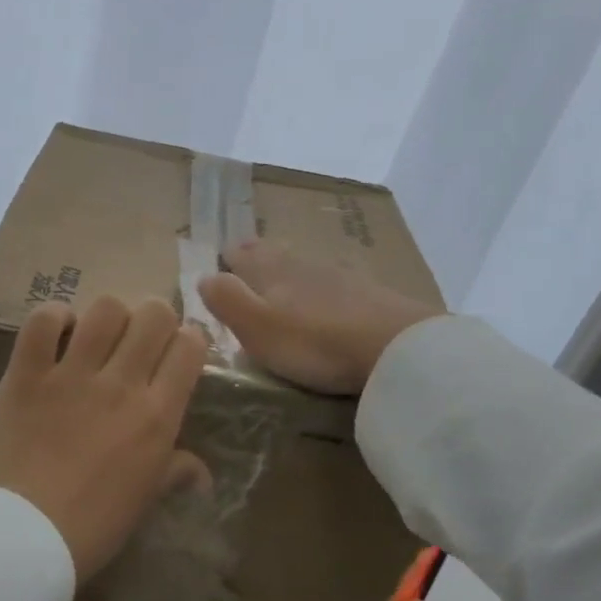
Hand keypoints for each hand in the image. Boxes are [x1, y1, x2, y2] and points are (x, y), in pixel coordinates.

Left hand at [0, 296, 210, 584]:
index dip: (189, 339)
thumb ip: (174, 473)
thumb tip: (200, 472)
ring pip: (105, 309)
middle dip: (155, 317)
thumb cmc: (92, 527)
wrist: (23, 536)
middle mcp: (121, 384)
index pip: (190, 347)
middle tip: (140, 339)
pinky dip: (53, 317)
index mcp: (157, 415)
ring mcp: (71, 375)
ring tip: (99, 335)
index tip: (178, 349)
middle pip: (153, 315)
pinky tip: (57, 332)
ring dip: (109, 315)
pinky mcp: (26, 374)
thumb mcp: (144, 501)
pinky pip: (42, 322)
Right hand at [198, 240, 441, 395]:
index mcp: (270, 270)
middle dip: (256, 258)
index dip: (226, 259)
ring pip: (303, 265)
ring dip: (288, 270)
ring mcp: (339, 275)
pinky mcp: (369, 293)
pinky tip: (326, 297)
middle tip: (245, 264)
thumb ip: (226, 300)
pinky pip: (332, 282)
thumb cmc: (313, 341)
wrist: (396, 347)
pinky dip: (320, 286)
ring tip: (280, 281)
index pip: (240, 254)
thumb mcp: (256, 327)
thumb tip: (204, 276)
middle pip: (273, 253)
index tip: (219, 265)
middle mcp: (302, 264)